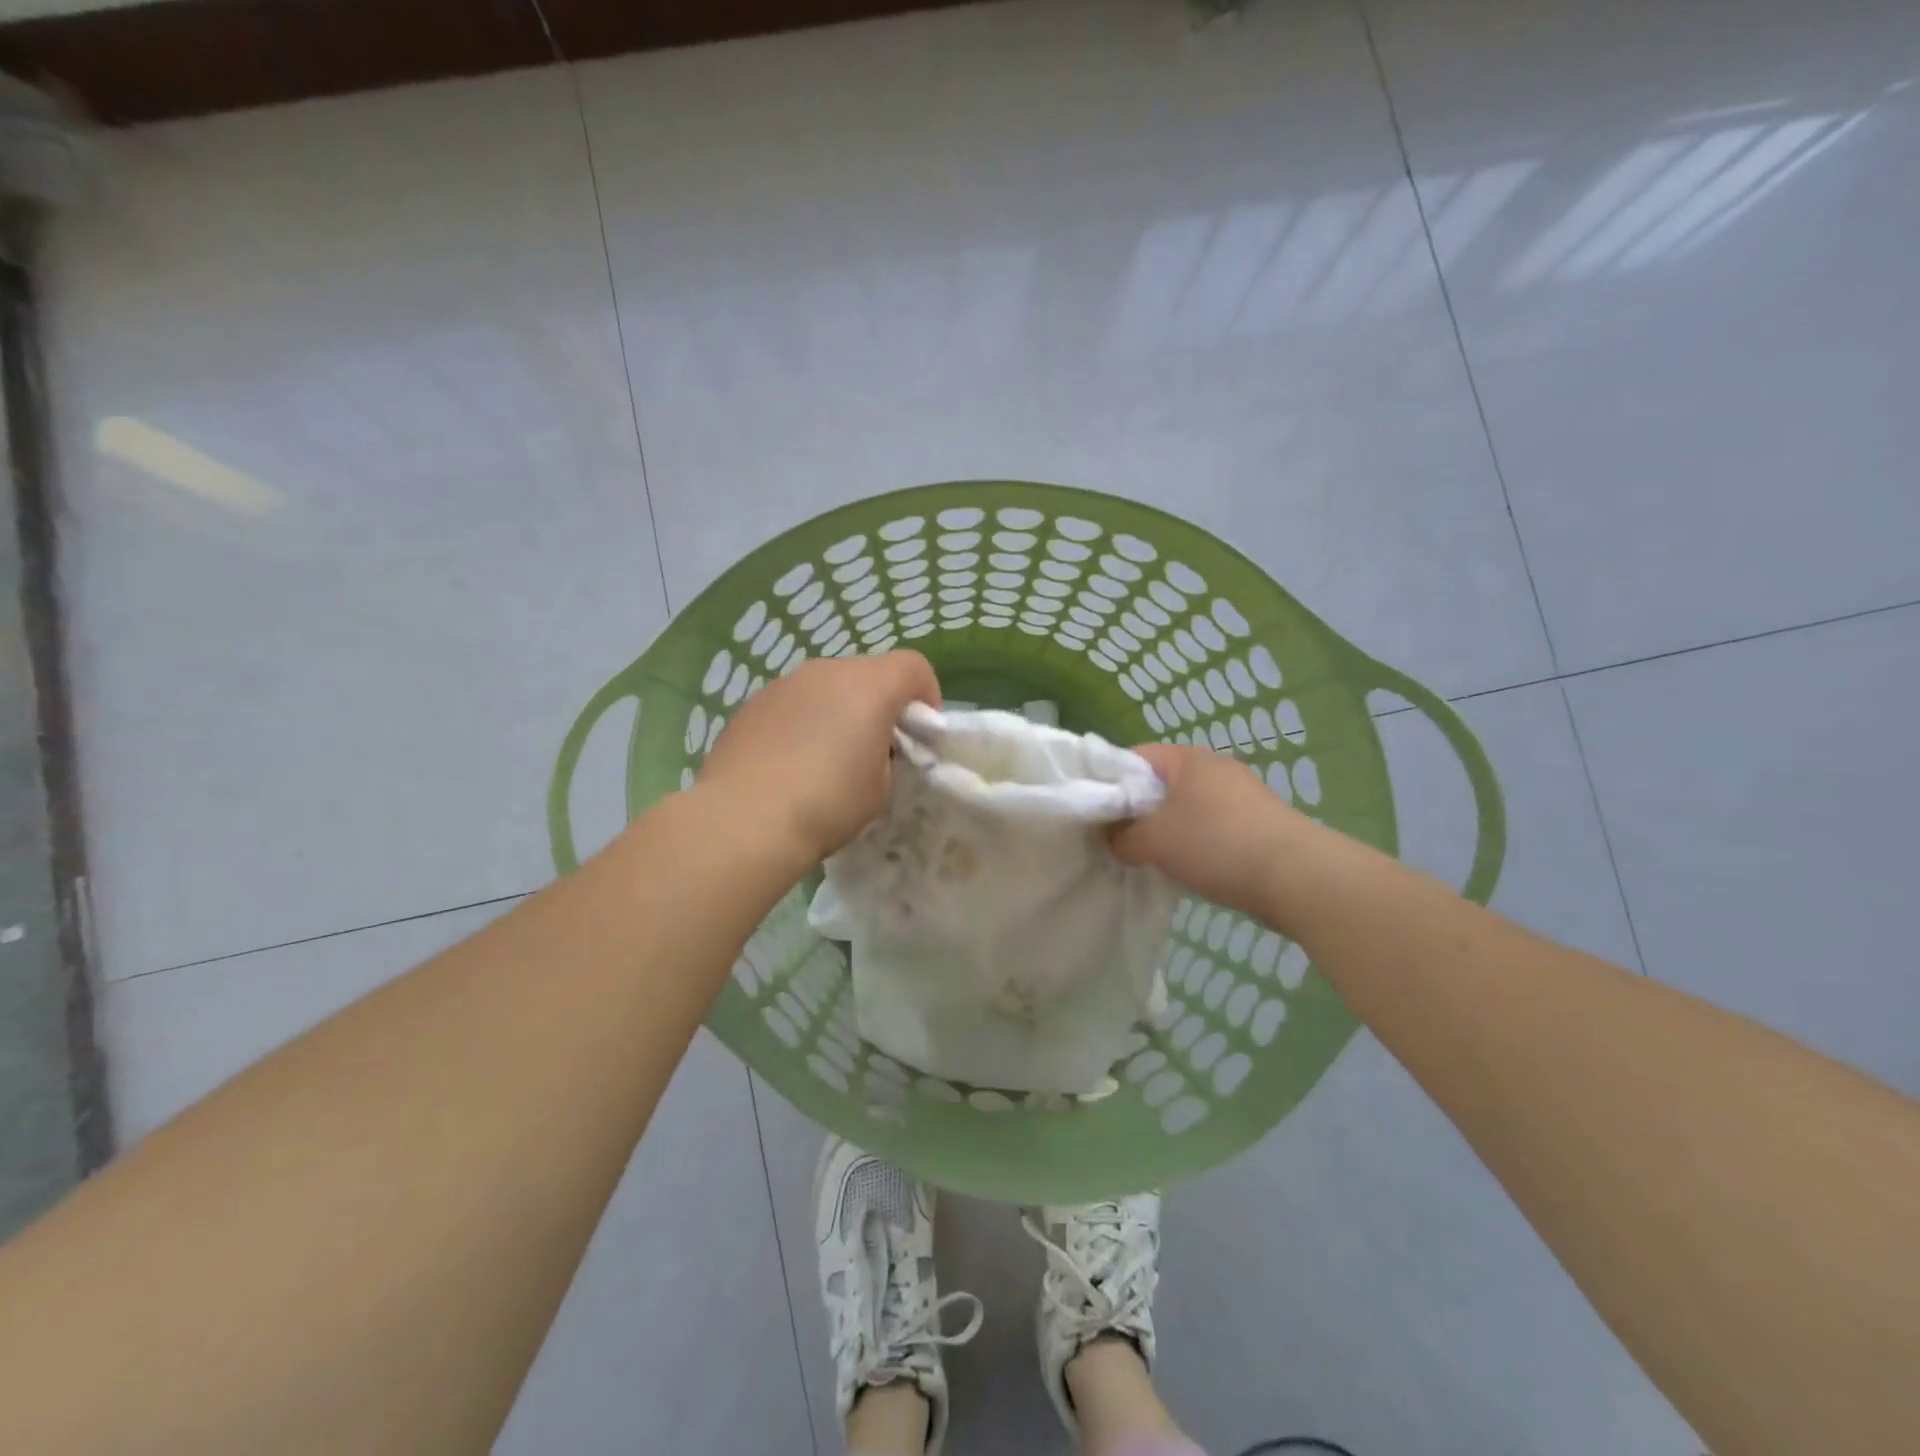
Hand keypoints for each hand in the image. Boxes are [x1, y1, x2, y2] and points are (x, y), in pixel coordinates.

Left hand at [698, 651, 939, 863]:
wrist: (744, 818)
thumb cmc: (828, 803)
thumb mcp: (881, 787)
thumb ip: (887, 756)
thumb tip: (871, 748)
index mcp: (869, 686)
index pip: (913, 667)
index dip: (926, 695)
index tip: (919, 733)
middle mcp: (827, 671)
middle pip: (868, 674)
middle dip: (880, 704)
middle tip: (875, 749)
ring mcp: (785, 684)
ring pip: (827, 686)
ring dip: (839, 711)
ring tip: (828, 758)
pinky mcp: (753, 703)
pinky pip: (794, 704)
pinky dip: (804, 722)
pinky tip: (791, 763)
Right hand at [1110, 743, 1312, 918]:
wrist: (1298, 877)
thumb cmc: (1216, 844)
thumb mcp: (1154, 842)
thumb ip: (1122, 837)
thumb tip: (1113, 839)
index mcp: (1187, 758)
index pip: (1134, 757)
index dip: (1109, 781)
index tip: (1096, 813)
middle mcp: (1215, 767)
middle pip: (1160, 783)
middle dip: (1138, 811)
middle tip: (1120, 840)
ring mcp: (1241, 795)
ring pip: (1186, 808)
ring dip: (1167, 831)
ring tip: (1152, 859)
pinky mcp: (1258, 822)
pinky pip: (1211, 826)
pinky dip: (1195, 843)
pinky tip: (1189, 869)